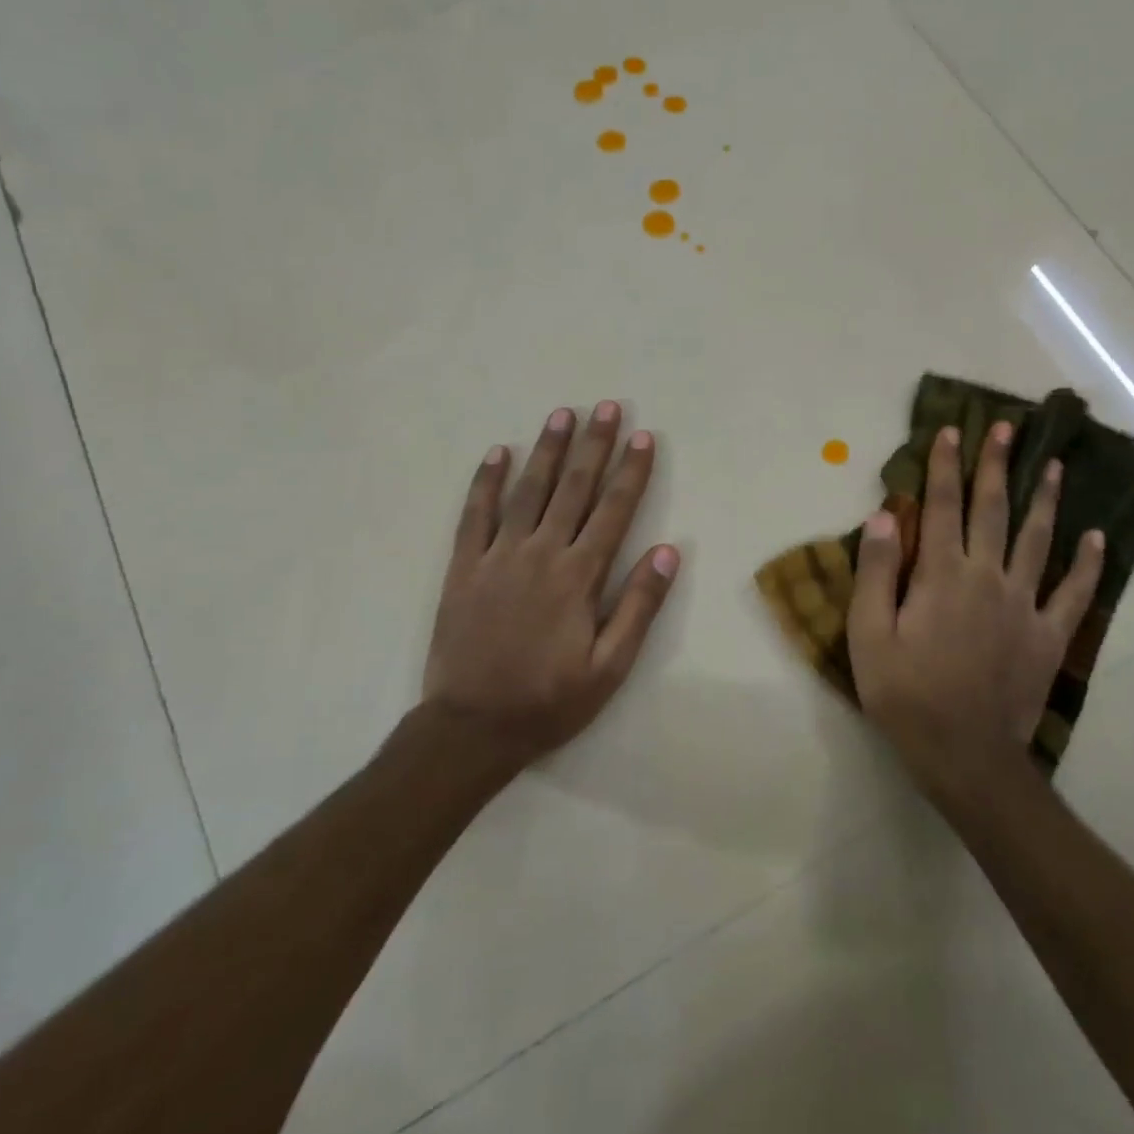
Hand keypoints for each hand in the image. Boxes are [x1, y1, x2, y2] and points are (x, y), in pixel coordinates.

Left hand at [421, 401, 679, 767]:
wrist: (472, 727)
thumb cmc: (549, 700)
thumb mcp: (610, 667)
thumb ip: (639, 606)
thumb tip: (669, 551)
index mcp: (579, 576)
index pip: (614, 510)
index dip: (631, 471)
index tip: (643, 436)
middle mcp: (541, 554)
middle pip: (574, 488)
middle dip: (594, 445)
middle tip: (607, 406)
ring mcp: (498, 556)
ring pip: (528, 491)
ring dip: (548, 450)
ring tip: (563, 414)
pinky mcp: (464, 566)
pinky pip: (475, 514)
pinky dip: (486, 481)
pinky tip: (498, 452)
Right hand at [848, 421, 1103, 793]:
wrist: (964, 754)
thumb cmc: (906, 694)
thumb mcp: (869, 635)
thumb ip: (877, 572)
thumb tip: (885, 515)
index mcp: (943, 575)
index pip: (941, 507)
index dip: (944, 467)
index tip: (950, 431)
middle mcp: (988, 577)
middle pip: (993, 510)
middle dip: (995, 465)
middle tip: (1005, 427)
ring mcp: (1025, 605)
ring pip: (1039, 540)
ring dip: (1045, 499)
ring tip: (1053, 465)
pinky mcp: (1049, 636)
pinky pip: (1074, 592)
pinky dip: (1088, 564)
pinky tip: (1097, 538)